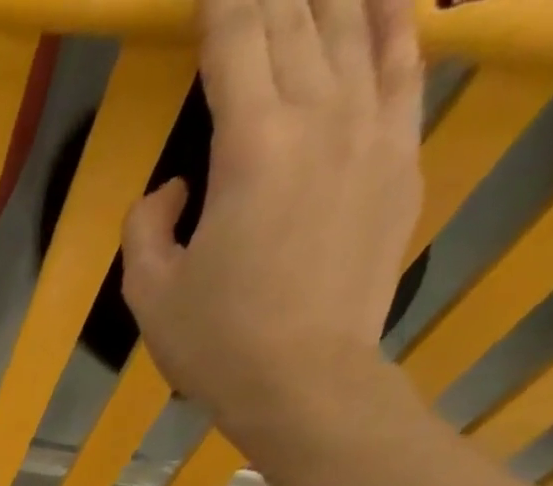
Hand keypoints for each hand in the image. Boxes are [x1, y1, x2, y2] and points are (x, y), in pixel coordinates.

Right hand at [121, 0, 423, 435]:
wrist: (304, 380)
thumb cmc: (215, 343)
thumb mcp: (149, 295)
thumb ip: (148, 227)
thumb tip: (175, 184)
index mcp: (249, 148)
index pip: (237, 40)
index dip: (222, 1)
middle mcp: (319, 115)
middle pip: (297, 19)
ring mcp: (371, 129)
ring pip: (354, 25)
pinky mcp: (401, 155)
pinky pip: (404, 62)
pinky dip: (391, 20)